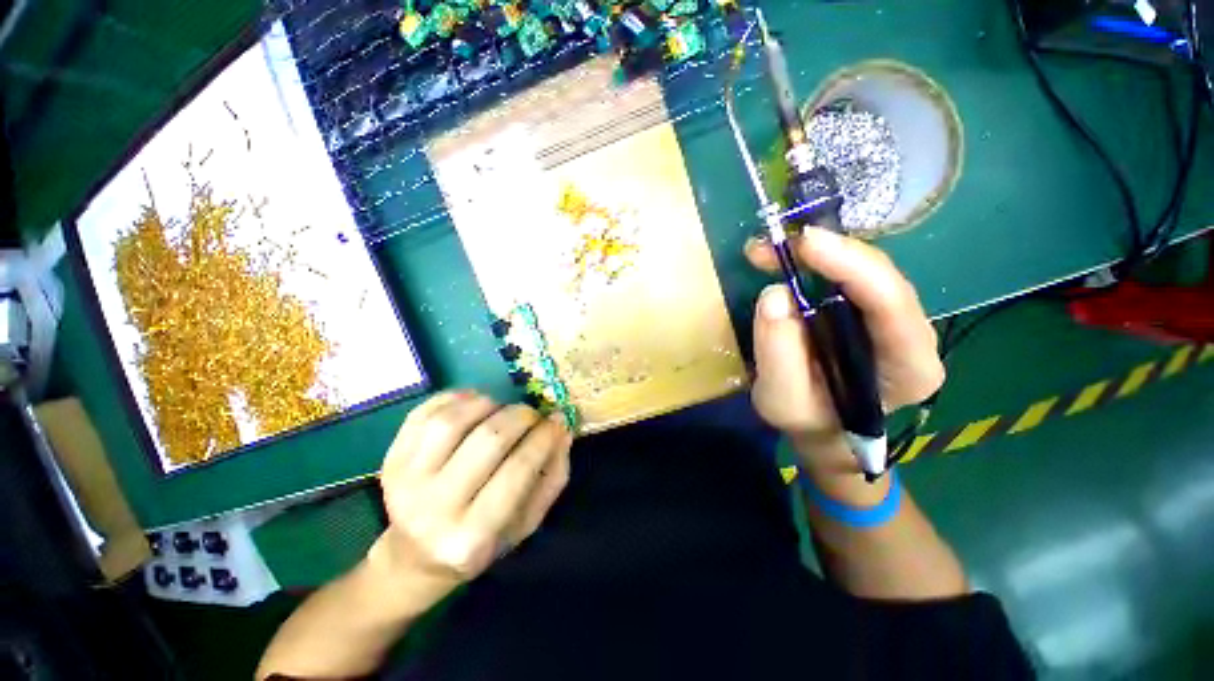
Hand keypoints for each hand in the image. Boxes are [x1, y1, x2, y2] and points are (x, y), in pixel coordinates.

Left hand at [372, 392, 571, 607]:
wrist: (416, 556)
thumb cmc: (483, 542)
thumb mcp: (527, 522)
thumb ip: (551, 476)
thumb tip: (562, 429)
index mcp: (473, 537)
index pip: (518, 470)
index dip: (544, 437)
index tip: (557, 421)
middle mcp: (434, 510)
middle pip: (487, 440)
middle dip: (520, 416)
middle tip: (532, 415)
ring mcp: (405, 482)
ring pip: (452, 421)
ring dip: (488, 404)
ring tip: (501, 409)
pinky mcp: (390, 460)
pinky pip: (424, 413)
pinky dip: (456, 398)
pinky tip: (474, 404)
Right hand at [744, 229, 943, 471]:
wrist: (824, 427)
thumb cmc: (808, 421)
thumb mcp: (783, 401)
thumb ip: (778, 353)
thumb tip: (774, 294)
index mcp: (909, 367)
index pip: (892, 305)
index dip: (851, 266)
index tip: (804, 244)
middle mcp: (914, 335)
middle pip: (882, 277)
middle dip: (828, 252)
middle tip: (773, 245)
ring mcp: (894, 319)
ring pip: (865, 270)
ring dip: (816, 254)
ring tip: (767, 253)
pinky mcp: (870, 311)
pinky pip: (847, 275)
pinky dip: (813, 262)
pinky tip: (783, 259)